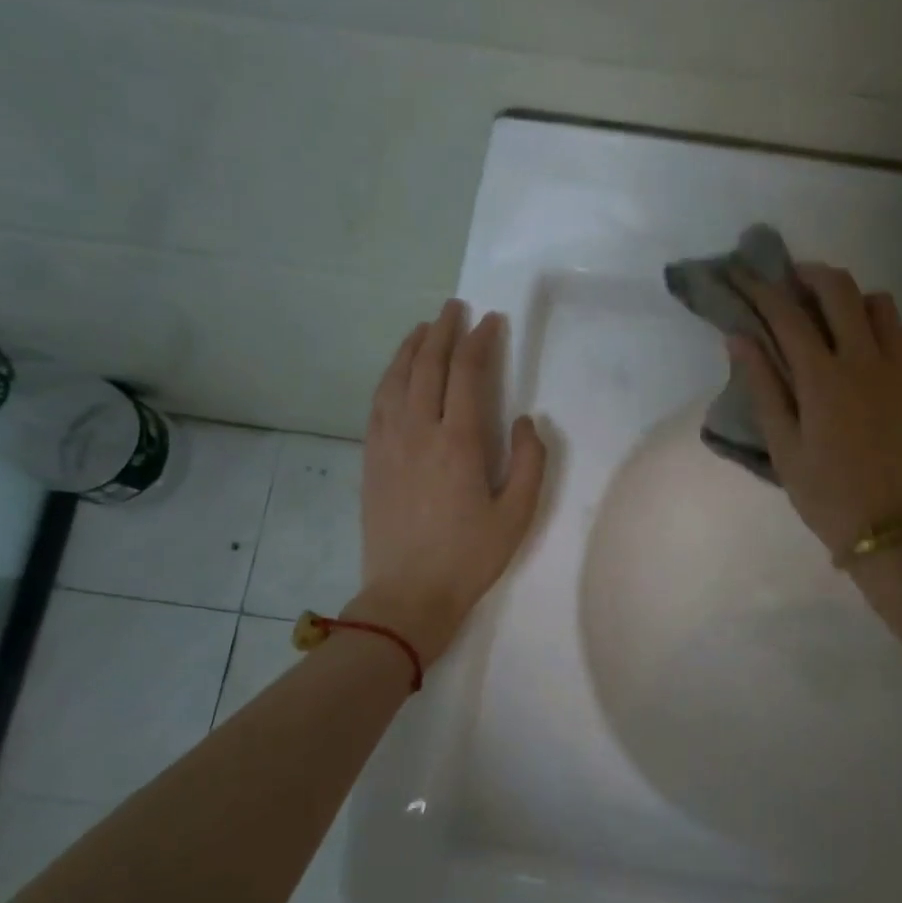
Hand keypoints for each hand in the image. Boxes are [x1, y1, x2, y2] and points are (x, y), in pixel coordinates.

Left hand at [354, 300, 545, 660]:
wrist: (407, 595)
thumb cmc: (469, 557)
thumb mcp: (517, 516)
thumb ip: (529, 462)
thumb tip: (527, 421)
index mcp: (459, 441)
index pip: (468, 373)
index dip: (480, 341)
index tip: (491, 320)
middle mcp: (419, 430)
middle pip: (428, 365)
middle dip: (444, 330)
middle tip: (455, 307)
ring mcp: (388, 442)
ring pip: (396, 378)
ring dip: (412, 347)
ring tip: (425, 328)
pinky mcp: (371, 458)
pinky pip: (378, 403)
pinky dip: (389, 376)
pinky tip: (397, 372)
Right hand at [730, 264, 901, 560]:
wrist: (891, 526)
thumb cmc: (825, 493)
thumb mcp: (783, 446)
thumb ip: (763, 386)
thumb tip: (739, 338)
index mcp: (822, 377)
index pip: (786, 315)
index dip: (760, 288)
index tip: (741, 273)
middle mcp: (864, 358)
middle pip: (839, 289)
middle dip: (809, 274)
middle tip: (789, 279)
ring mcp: (898, 367)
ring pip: (879, 302)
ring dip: (850, 296)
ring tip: (831, 313)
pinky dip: (882, 323)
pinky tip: (867, 343)